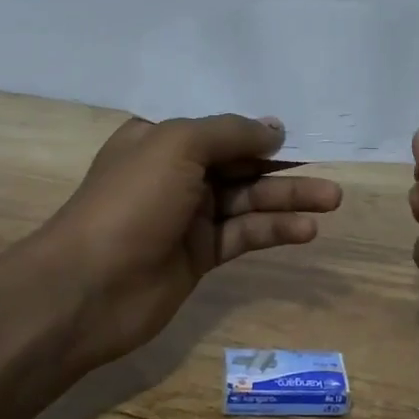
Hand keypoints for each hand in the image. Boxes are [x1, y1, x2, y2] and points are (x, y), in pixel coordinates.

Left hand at [40, 114, 343, 373]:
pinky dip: (274, 230)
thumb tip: (274, 128)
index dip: (257, 131)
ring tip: (332, 199)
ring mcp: (188, 217)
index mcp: (161, 141)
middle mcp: (176, 175)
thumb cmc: (130, 203)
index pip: (218, 129)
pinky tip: (306, 229)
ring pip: (248, 201)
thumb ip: (230, 133)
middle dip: (282, 167)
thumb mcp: (178, 146)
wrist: (87, 289)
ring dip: (288, 199)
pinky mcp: (200, 256)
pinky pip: (244, 234)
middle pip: (239, 164)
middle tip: (327, 171)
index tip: (296, 134)